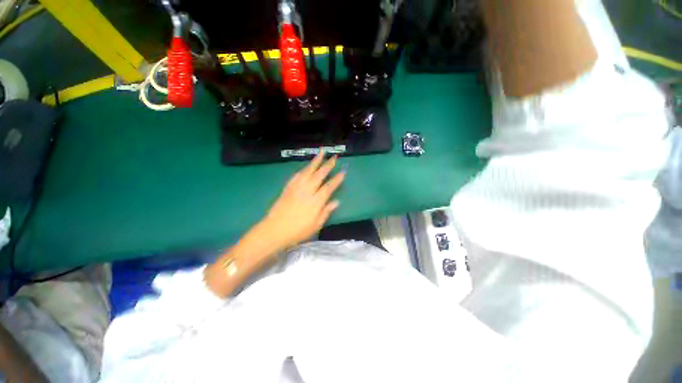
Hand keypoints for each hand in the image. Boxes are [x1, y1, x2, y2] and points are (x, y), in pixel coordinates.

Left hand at [260, 151, 344, 249]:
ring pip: (308, 171)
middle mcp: (307, 191)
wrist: (274, 230)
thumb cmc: (298, 231)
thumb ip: (326, 211)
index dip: (337, 179)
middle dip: (328, 165)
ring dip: (315, 161)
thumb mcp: (316, 225)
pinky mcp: (288, 188)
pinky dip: (303, 169)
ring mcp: (296, 188)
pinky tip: (306, 166)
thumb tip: (336, 201)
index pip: (329, 187)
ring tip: (321, 152)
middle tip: (334, 157)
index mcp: (316, 201)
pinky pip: (297, 175)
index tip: (343, 172)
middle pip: (319, 175)